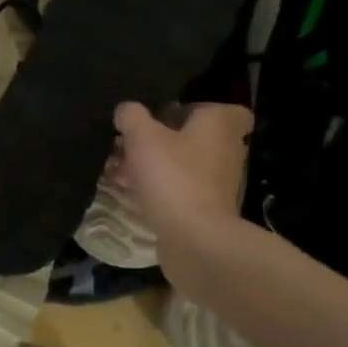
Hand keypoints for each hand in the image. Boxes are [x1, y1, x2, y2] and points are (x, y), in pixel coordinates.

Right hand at [113, 102, 250, 239]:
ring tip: (120, 167)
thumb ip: (132, 116)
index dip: (193, 108)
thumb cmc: (173, 177)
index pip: (219, 107)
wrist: (195, 239)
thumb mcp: (142, 137)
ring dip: (155, 164)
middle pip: (194, 136)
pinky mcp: (206, 208)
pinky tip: (128, 191)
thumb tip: (126, 110)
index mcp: (219, 125)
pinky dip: (158, 187)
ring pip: (184, 163)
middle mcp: (226, 149)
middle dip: (163, 138)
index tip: (166, 114)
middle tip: (133, 141)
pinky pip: (179, 187)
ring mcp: (218, 182)